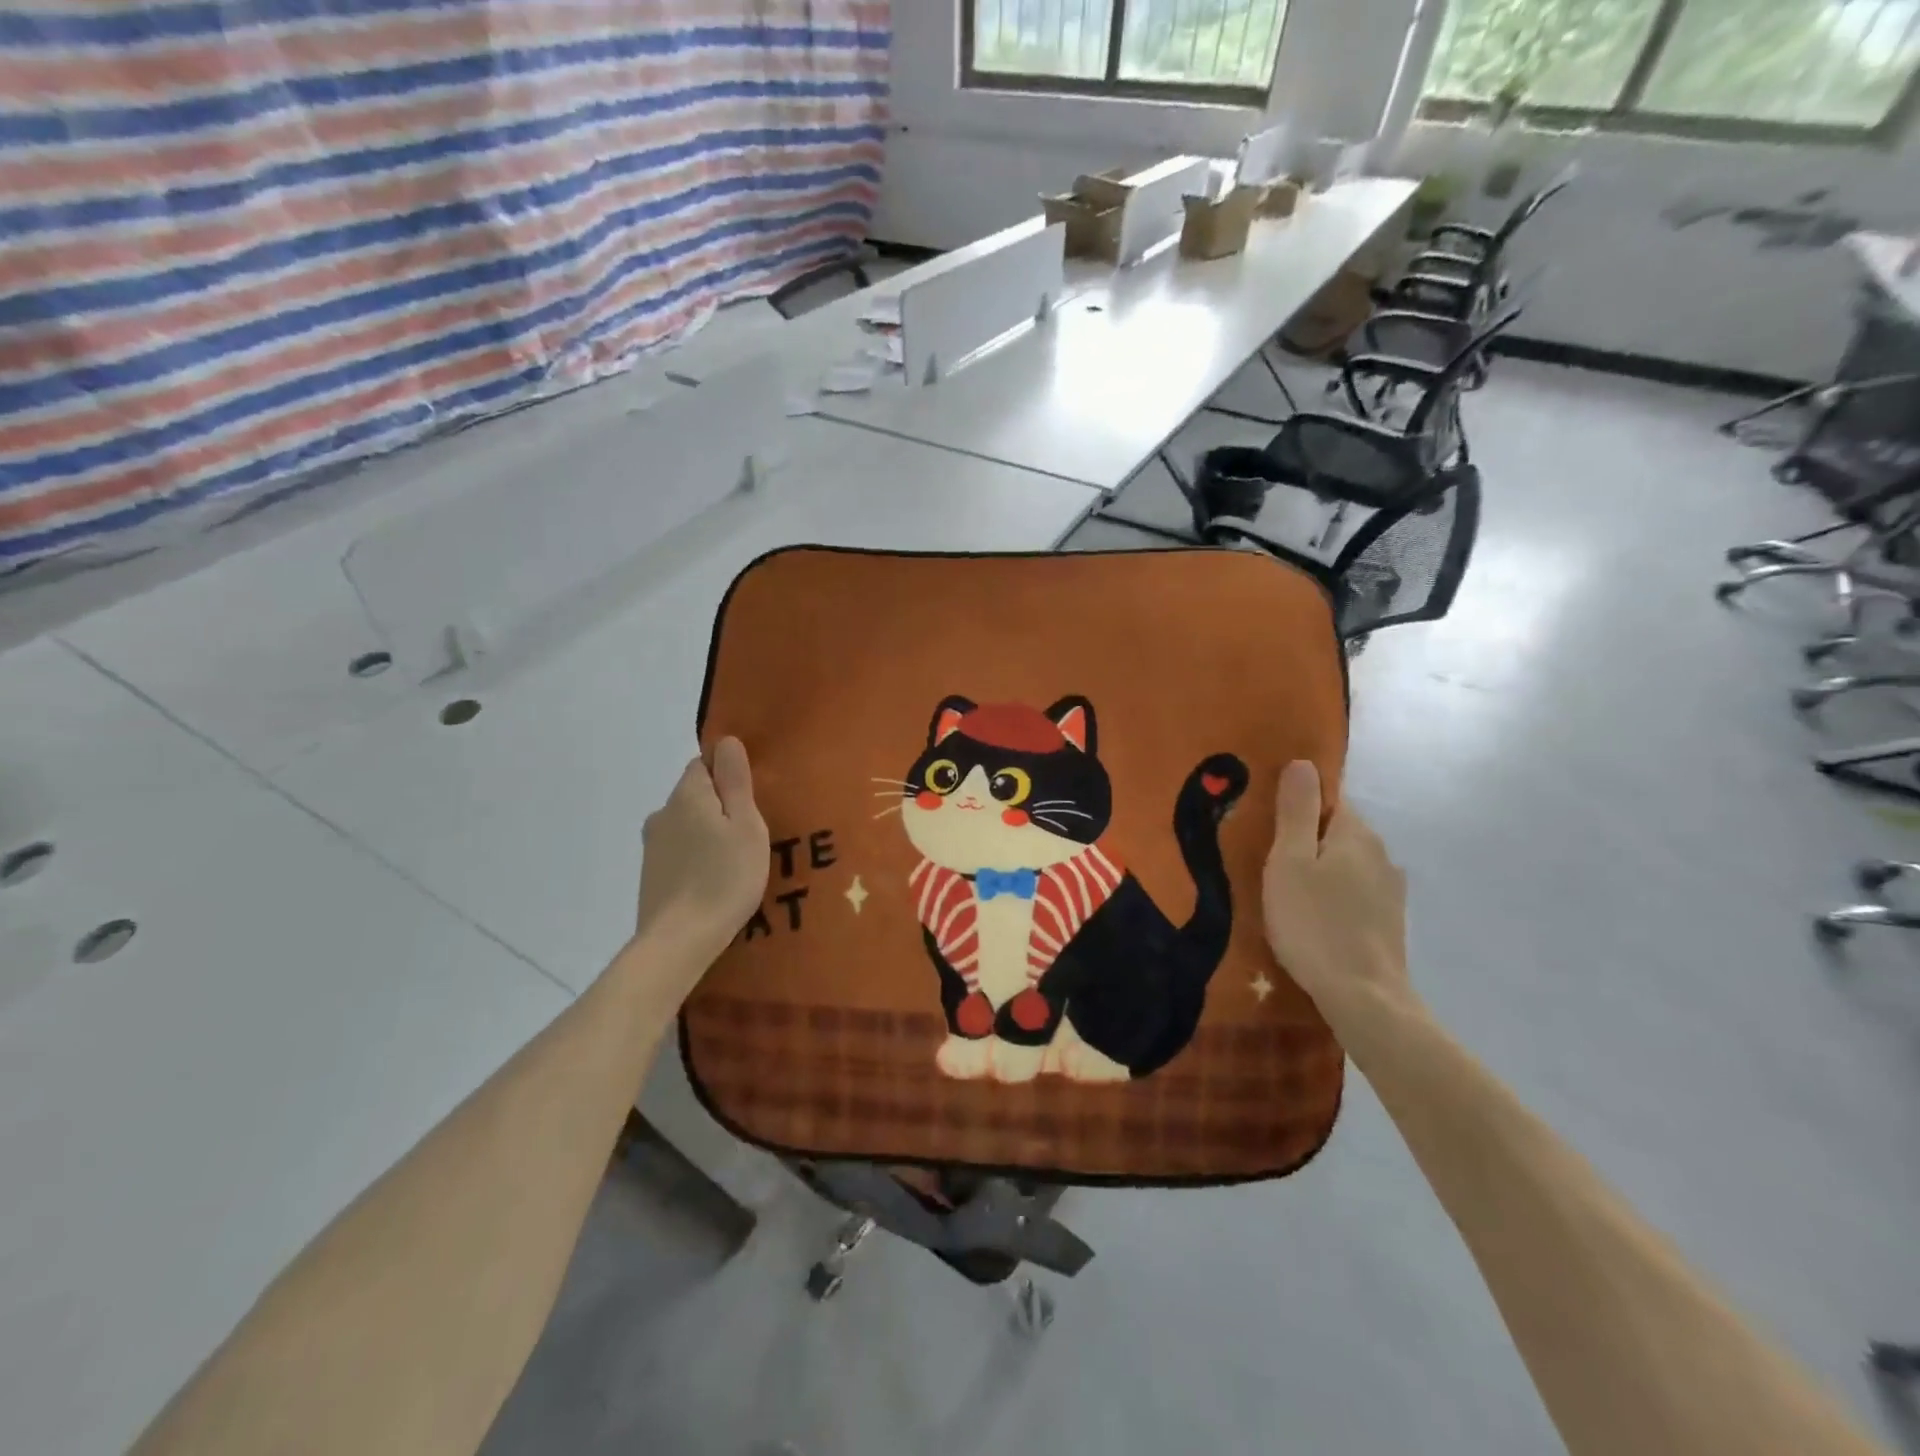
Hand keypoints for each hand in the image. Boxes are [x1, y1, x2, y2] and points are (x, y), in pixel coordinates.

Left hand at [634, 737, 768, 970]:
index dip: (728, 777)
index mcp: (687, 795)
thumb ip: (735, 781)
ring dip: (707, 835)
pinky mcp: (650, 876)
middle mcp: (662, 813)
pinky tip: (713, 882)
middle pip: (695, 796)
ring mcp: (652, 847)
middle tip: (750, 835)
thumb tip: (726, 741)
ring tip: (734, 862)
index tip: (751, 801)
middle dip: (720, 808)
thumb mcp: (745, 825)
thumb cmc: (724, 877)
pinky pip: (679, 853)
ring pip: (686, 826)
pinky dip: (695, 859)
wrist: (680, 941)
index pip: (703, 764)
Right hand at [1262, 760, 1416, 1035]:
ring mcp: (1390, 889)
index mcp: (1356, 833)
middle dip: (1307, 836)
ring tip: (1288, 888)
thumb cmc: (1314, 923)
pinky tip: (1315, 915)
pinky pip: (1355, 890)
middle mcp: (1380, 853)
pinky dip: (1335, 893)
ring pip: (1347, 862)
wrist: (1363, 997)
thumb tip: (1303, 762)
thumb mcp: (1289, 862)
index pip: (1329, 796)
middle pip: (1337, 829)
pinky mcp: (1389, 920)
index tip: (1268, 818)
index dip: (1298, 801)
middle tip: (1269, 856)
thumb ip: (1295, 811)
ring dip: (1321, 867)